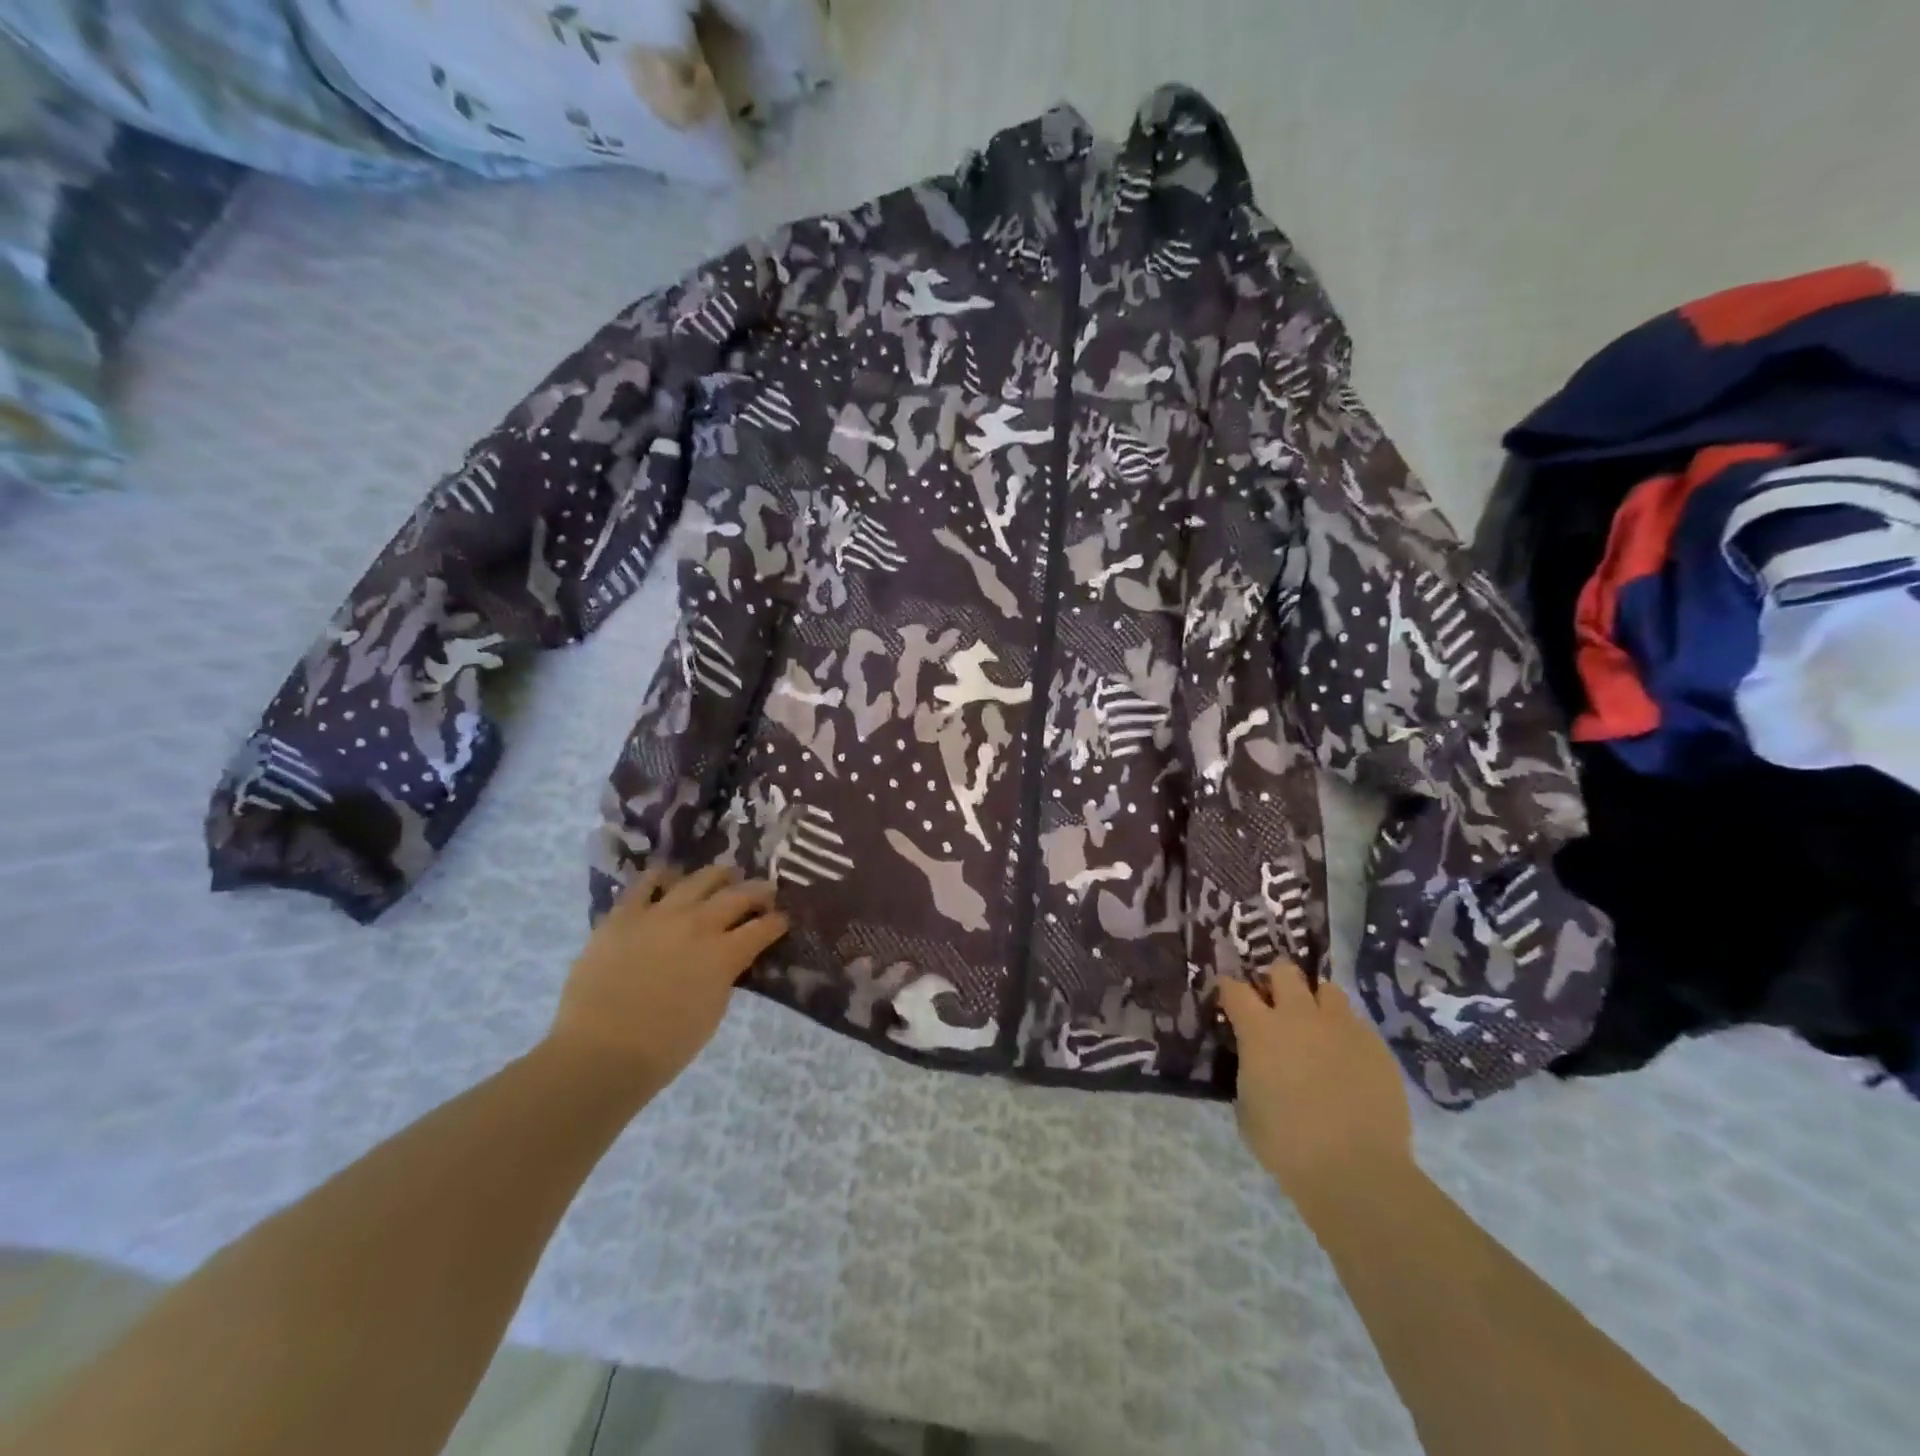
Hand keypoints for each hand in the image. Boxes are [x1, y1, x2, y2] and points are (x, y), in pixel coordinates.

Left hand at [547, 863, 788, 1090]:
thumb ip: (724, 975)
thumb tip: (728, 958)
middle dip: (758, 891)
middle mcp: (698, 925)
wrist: (600, 1052)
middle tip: (765, 890)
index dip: (777, 922)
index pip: (763, 928)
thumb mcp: (712, 1011)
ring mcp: (660, 914)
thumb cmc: (664, 1046)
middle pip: (737, 895)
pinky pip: (645, 883)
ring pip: (698, 879)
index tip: (782, 919)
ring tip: (725, 874)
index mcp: (724, 954)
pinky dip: (661, 877)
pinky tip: (668, 877)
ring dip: (718, 875)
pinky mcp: (624, 915)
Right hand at [1219, 961, 1412, 1212]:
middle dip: (1276, 981)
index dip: (1229, 988)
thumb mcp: (1248, 1106)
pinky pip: (1357, 1025)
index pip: (1235, 989)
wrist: (1356, 1170)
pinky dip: (1346, 1035)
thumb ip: (1250, 1071)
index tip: (1228, 995)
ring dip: (1316, 1002)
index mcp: (1260, 1030)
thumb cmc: (1287, 1144)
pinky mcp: (1377, 1047)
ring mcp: (1342, 1028)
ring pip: (1327, 990)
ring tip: (1317, 1027)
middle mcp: (1299, 1016)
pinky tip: (1347, 1062)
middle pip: (1284, 971)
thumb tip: (1257, 1063)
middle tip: (1276, 1003)